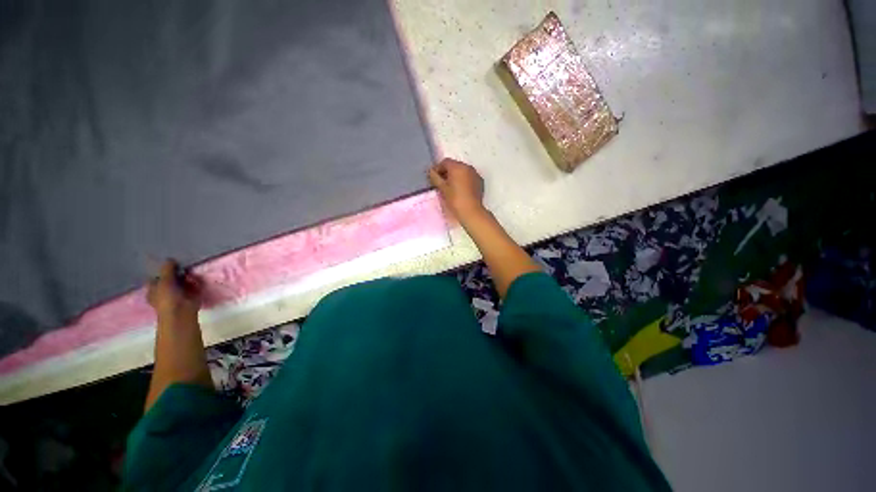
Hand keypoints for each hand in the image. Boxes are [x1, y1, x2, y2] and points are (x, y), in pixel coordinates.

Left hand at [147, 259, 200, 319]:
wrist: (182, 312)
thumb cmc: (167, 298)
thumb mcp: (164, 281)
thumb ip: (167, 269)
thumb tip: (170, 259)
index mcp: (153, 289)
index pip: (156, 277)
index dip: (161, 270)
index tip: (169, 261)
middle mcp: (165, 291)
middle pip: (170, 278)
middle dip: (176, 272)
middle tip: (182, 264)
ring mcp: (179, 293)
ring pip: (183, 281)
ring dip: (187, 276)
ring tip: (190, 270)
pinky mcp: (191, 295)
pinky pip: (193, 285)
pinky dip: (195, 281)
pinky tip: (196, 278)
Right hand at [428, 158, 485, 220]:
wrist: (471, 211)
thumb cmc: (455, 199)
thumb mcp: (442, 189)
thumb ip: (435, 178)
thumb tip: (431, 172)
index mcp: (457, 167)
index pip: (445, 162)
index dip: (438, 169)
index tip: (433, 178)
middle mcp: (468, 167)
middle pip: (454, 165)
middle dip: (447, 172)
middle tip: (441, 183)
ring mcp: (475, 174)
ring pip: (462, 171)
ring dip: (455, 176)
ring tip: (450, 187)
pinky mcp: (480, 182)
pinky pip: (469, 177)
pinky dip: (463, 180)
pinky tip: (460, 190)